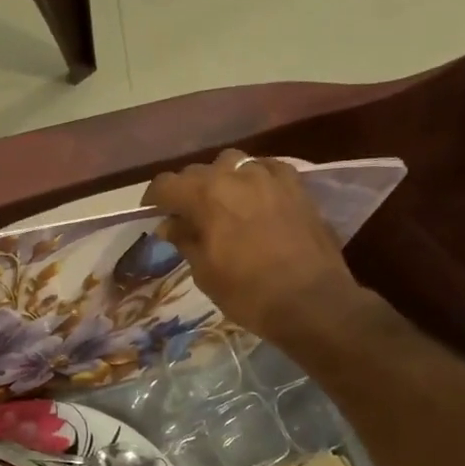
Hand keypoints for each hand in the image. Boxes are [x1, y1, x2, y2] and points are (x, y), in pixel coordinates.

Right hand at [145, 149, 374, 348]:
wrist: (311, 301)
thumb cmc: (248, 293)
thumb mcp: (205, 272)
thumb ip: (185, 240)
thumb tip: (170, 224)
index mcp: (205, 196)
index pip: (166, 184)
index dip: (154, 199)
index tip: (152, 214)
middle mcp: (235, 175)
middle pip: (198, 171)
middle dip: (187, 191)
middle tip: (186, 216)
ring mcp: (269, 176)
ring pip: (233, 163)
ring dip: (221, 180)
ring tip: (223, 203)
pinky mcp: (297, 185)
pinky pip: (267, 170)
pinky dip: (254, 180)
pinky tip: (256, 199)